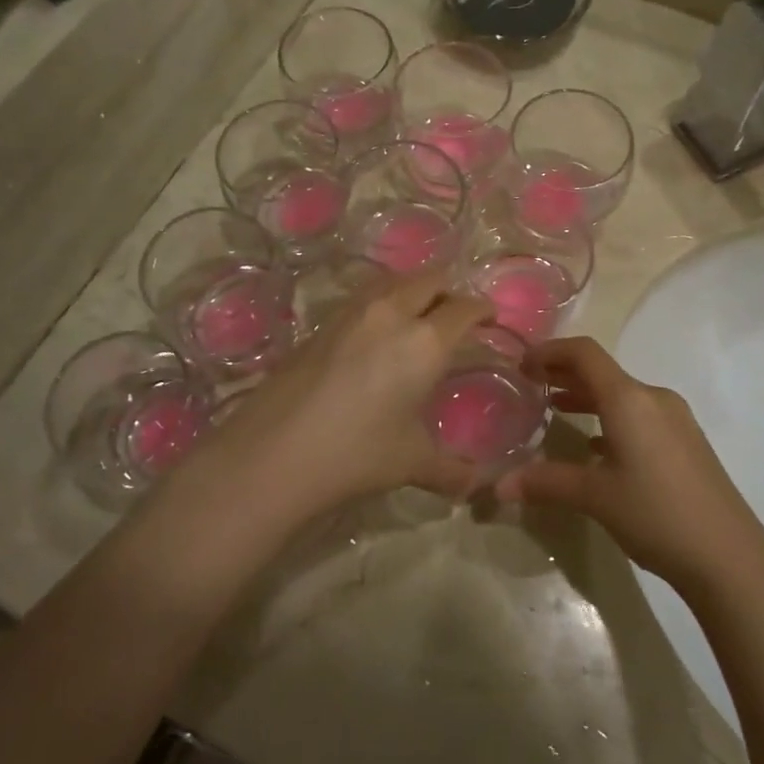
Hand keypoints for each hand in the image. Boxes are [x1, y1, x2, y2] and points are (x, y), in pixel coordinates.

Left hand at [201, 273, 493, 516]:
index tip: (490, 318)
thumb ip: (451, 469)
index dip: (482, 309)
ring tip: (417, 316)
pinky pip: (364, 296)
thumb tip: (477, 484)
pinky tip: (376, 333)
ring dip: (413, 289)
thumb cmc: (355, 453)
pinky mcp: (321, 323)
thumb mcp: (410, 462)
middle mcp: (391, 313)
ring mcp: (351, 312)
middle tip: (456, 316)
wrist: (273, 453)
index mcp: (424, 341)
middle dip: (449, 291)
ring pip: (393, 280)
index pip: (464, 308)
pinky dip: (382, 301)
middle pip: (430, 279)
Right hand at [494, 337, 763, 592]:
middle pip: (602, 371)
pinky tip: (596, 445)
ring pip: (622, 395)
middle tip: (531, 384)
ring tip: (556, 408)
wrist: (730, 557)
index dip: (549, 351)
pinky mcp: (686, 441)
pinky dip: (610, 418)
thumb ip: (545, 483)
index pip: (584, 354)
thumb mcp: (595, 497)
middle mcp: (653, 398)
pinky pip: (639, 415)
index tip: (521, 364)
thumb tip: (498, 486)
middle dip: (564, 373)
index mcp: (629, 399)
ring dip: (587, 396)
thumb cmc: (657, 514)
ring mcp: (675, 419)